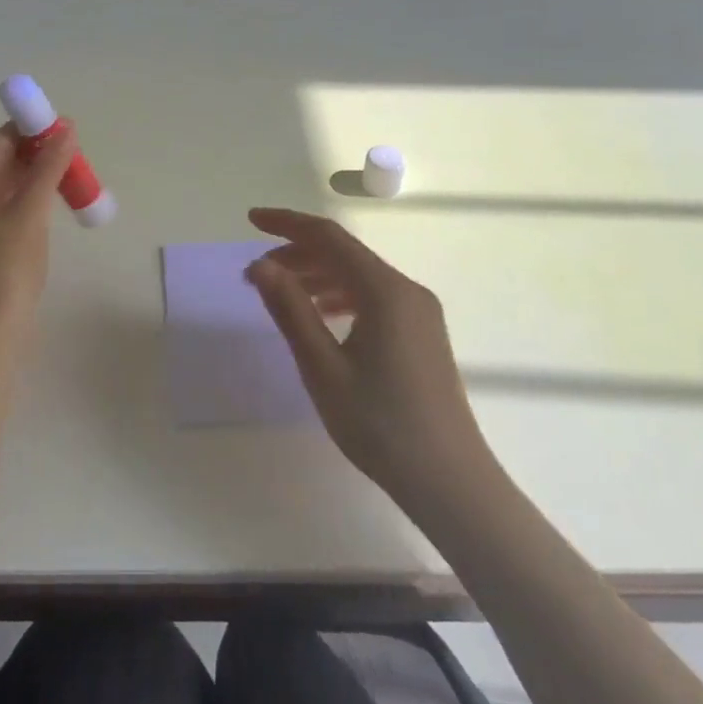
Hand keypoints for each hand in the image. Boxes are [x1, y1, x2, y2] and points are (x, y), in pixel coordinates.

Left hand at [0, 122, 78, 350]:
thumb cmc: (6, 271)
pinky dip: (19, 201)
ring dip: (30, 179)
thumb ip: (48, 166)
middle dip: (33, 157)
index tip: (67, 132)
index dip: (31, 133)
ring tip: (66, 178)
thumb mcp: (31, 213)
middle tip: (72, 157)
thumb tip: (67, 128)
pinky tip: (47, 203)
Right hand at [245, 208, 490, 513]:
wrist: (451, 483)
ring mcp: (419, 312)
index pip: (329, 237)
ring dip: (317, 275)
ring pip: (359, 275)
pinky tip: (322, 316)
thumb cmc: (380, 425)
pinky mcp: (422, 334)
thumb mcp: (322, 367)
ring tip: (281, 293)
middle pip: (345, 253)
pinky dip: (340, 295)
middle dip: (298, 252)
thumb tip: (260, 264)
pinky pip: (374, 297)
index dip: (287, 223)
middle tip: (257, 272)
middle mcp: (406, 290)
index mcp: (384, 290)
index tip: (251, 220)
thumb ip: (290, 309)